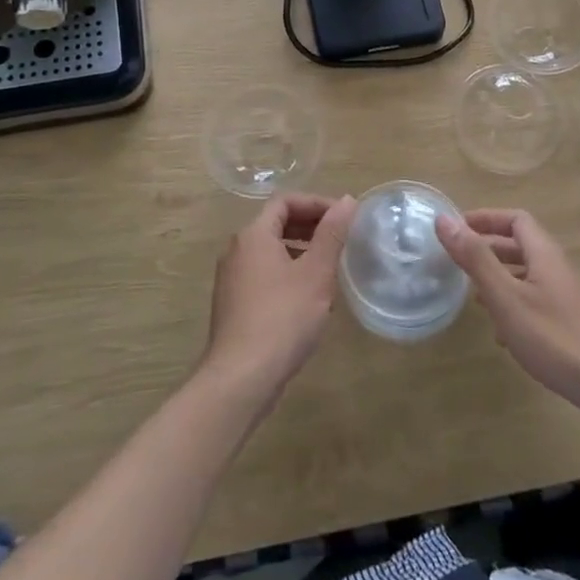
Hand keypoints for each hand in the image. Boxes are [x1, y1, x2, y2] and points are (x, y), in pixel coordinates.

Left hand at [202, 194, 356, 399]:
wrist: (241, 378)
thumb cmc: (282, 318)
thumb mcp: (315, 273)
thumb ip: (332, 234)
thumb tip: (347, 200)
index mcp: (253, 235)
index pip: (285, 201)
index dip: (317, 203)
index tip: (344, 218)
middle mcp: (237, 250)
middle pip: (276, 224)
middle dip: (311, 226)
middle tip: (343, 239)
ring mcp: (232, 279)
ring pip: (271, 251)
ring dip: (302, 251)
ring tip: (331, 267)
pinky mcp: (235, 305)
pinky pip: (265, 275)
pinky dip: (289, 273)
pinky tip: (311, 298)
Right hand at [435, 209, 579, 420]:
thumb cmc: (556, 338)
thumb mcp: (507, 298)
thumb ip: (476, 259)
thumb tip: (444, 219)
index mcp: (545, 254)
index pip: (516, 219)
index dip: (486, 218)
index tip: (456, 228)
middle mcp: (559, 268)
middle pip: (522, 245)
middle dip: (489, 248)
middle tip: (458, 261)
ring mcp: (570, 296)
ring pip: (529, 275)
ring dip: (500, 278)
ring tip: (473, 297)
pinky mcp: (574, 322)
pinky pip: (538, 300)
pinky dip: (515, 304)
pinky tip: (503, 333)